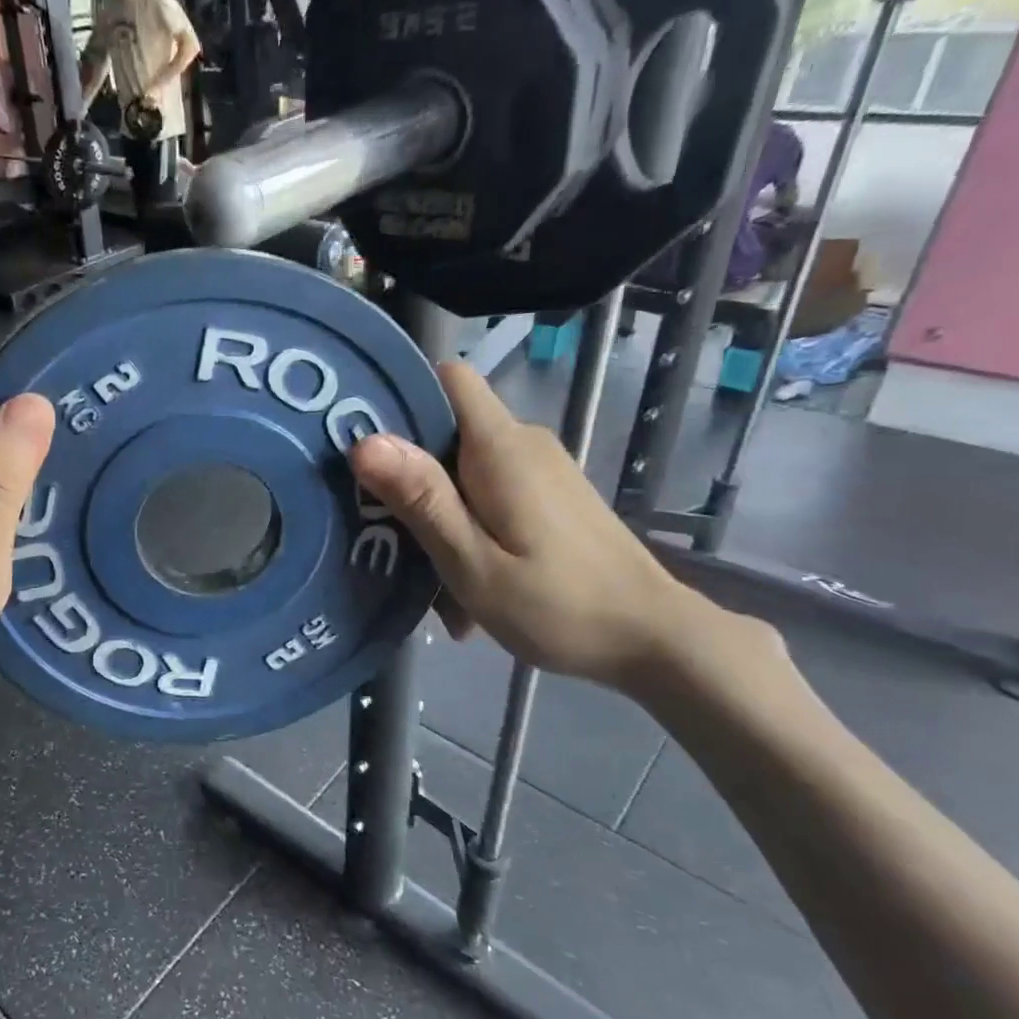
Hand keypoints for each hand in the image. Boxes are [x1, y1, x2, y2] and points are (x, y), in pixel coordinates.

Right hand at [348, 361, 714, 691]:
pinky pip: (491, 493)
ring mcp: (541, 469)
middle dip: (411, 475)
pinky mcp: (551, 495)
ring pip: (465, 469)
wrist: (654, 640)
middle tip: (386, 533)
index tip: (365, 439)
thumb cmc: (558, 606)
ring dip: (439, 515)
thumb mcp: (473, 562)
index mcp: (501, 447)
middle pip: (448, 430)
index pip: (450, 378)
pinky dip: (470, 528)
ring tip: (431, 580)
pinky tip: (469, 584)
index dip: (403, 395)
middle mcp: (523, 443)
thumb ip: (422, 498)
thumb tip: (364, 441)